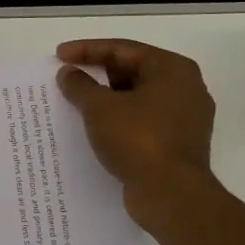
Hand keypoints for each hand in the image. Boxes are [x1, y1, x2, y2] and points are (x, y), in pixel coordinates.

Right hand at [56, 40, 217, 231]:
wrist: (171, 194)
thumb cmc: (137, 139)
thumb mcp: (100, 108)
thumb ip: (80, 85)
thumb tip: (69, 73)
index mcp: (172, 69)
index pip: (123, 49)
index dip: (87, 50)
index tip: (59, 55)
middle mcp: (186, 88)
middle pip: (133, 70)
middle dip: (98, 73)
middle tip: (69, 77)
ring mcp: (185, 117)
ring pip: (138, 97)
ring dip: (107, 98)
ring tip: (78, 102)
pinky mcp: (178, 142)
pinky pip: (143, 119)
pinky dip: (119, 118)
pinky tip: (97, 127)